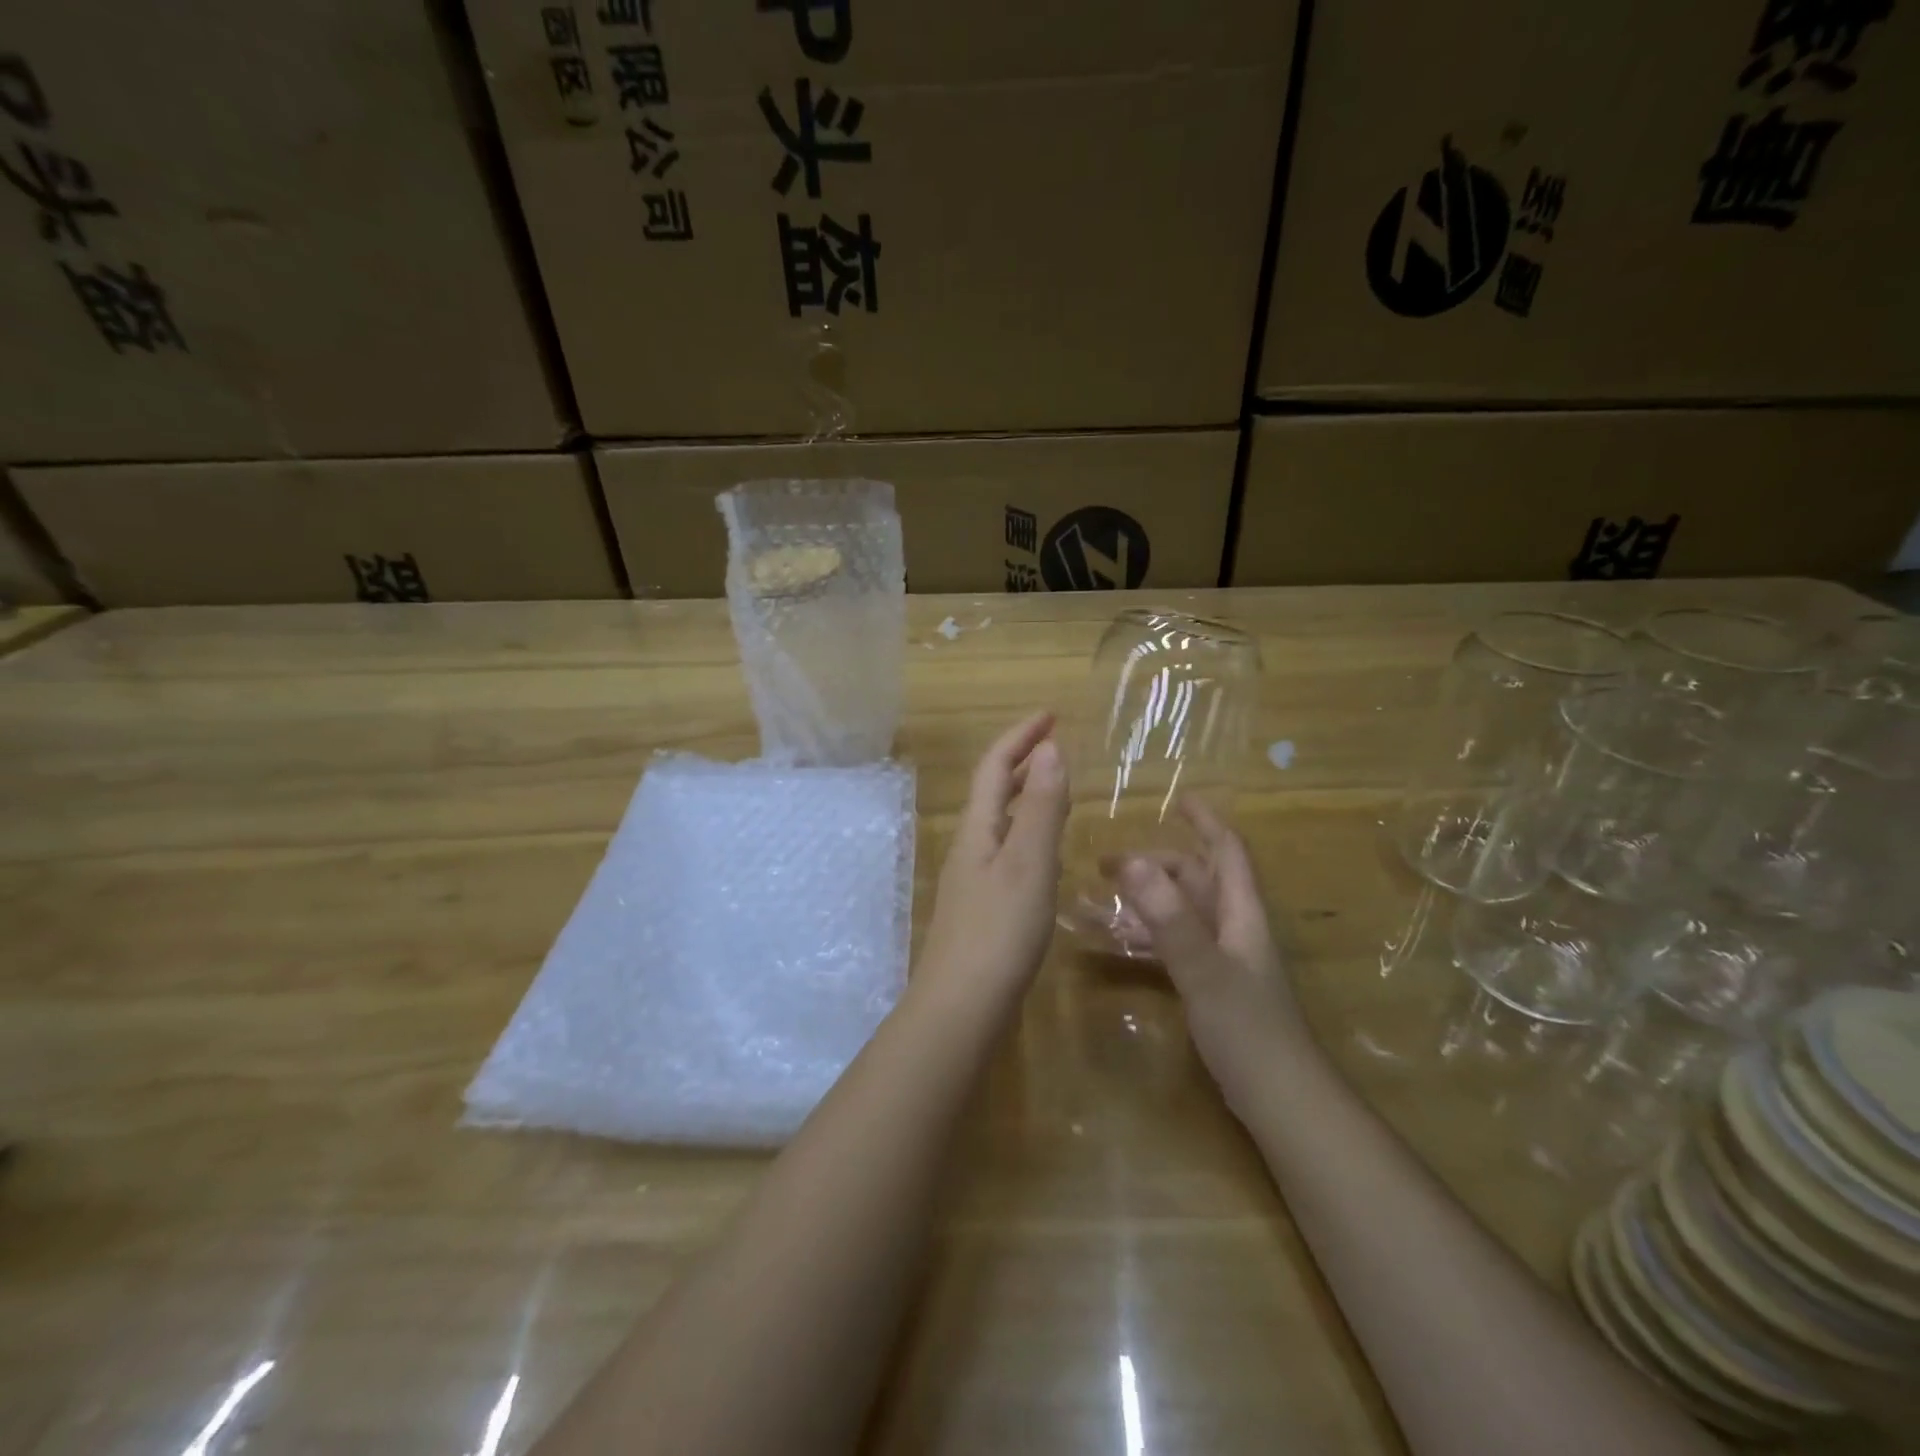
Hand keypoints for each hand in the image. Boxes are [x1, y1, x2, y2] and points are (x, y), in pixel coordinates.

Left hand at [915, 712, 1069, 1008]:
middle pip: (994, 790)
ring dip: (1027, 796)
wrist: (962, 1005)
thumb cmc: (999, 930)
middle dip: (1023, 761)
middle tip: (1057, 746)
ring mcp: (974, 878)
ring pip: (1001, 821)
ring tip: (1058, 788)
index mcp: (979, 829)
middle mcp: (971, 846)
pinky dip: (1030, 833)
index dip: (1021, 736)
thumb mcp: (1029, 863)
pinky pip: (1008, 851)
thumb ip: (1042, 807)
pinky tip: (1046, 852)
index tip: (1051, 714)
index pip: (995, 766)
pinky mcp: (984, 906)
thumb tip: (1050, 749)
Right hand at [1114, 800, 1307, 1107]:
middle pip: (1196, 879)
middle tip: (1106, 863)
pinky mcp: (1210, 986)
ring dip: (1145, 899)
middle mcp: (1233, 928)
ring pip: (1181, 912)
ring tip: (1100, 896)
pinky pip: (1173, 945)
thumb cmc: (1249, 1029)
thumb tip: (1132, 861)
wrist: (1280, 1100)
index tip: (1178, 798)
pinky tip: (1117, 941)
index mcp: (1241, 913)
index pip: (1226, 851)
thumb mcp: (1204, 969)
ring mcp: (1222, 958)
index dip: (1206, 821)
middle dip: (1156, 863)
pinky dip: (1146, 936)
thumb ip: (1169, 917)